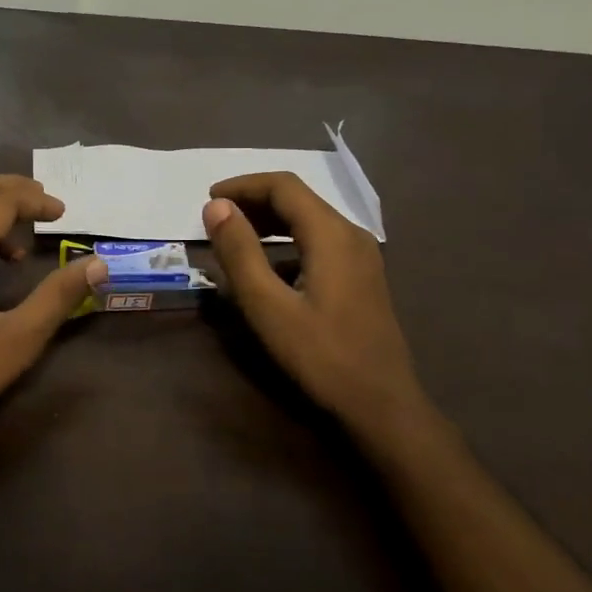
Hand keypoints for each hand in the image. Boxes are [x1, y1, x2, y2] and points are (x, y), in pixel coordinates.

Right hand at [202, 173, 439, 444]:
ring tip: (235, 238)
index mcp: (331, 234)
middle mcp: (351, 235)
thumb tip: (216, 207)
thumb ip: (240, 253)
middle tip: (217, 218)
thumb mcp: (268, 306)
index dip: (243, 185)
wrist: (383, 405)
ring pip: (310, 221)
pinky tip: (269, 269)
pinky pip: (320, 243)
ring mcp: (362, 256)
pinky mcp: (363, 277)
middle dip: (254, 202)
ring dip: (270, 222)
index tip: (208, 198)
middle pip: (298, 199)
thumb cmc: (321, 356)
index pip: (283, 186)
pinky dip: (288, 243)